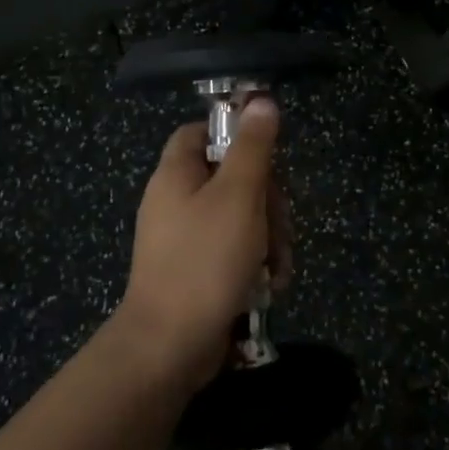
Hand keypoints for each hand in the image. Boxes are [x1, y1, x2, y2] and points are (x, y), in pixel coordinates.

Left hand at [119, 98, 291, 389]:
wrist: (169, 348)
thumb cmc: (204, 261)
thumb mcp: (239, 195)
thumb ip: (253, 147)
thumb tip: (261, 100)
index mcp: (176, 174)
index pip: (202, 131)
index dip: (235, 135)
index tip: (267, 157)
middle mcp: (176, 201)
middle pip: (230, 175)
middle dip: (267, 199)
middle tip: (279, 224)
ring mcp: (184, 239)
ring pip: (240, 216)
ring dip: (268, 235)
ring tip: (278, 265)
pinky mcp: (195, 271)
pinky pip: (232, 250)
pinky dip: (254, 262)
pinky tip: (270, 284)